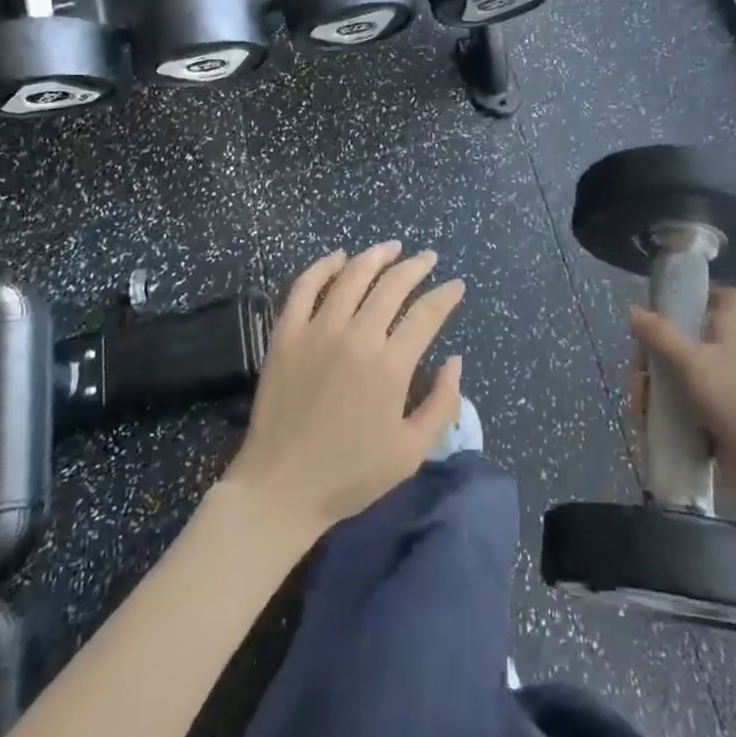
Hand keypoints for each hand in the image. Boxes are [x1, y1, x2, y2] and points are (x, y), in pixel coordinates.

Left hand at [226, 243, 464, 539]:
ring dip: (376, 256)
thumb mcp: (411, 452)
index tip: (456, 285)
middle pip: (392, 285)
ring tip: (392, 247)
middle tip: (428, 258)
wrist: (280, 489)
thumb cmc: (350, 475)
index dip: (446, 295)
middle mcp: (357, 337)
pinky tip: (339, 258)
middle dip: (416, 266)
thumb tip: (454, 360)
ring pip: (352, 276)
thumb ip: (442, 404)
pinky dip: (324, 266)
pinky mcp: (286, 334)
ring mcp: (317, 331)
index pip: (426, 314)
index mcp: (390, 367)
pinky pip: (304, 287)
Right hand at [629, 286, 735, 521]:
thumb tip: (633, 309)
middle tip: (638, 373)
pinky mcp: (720, 426)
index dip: (700, 295)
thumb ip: (661, 337)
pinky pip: (686, 415)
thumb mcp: (695, 362)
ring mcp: (726, 393)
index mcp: (732, 331)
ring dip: (656, 392)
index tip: (668, 306)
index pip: (724, 298)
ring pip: (683, 382)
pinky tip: (646, 429)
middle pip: (688, 343)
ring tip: (638, 410)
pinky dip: (666, 420)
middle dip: (656, 356)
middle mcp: (729, 357)